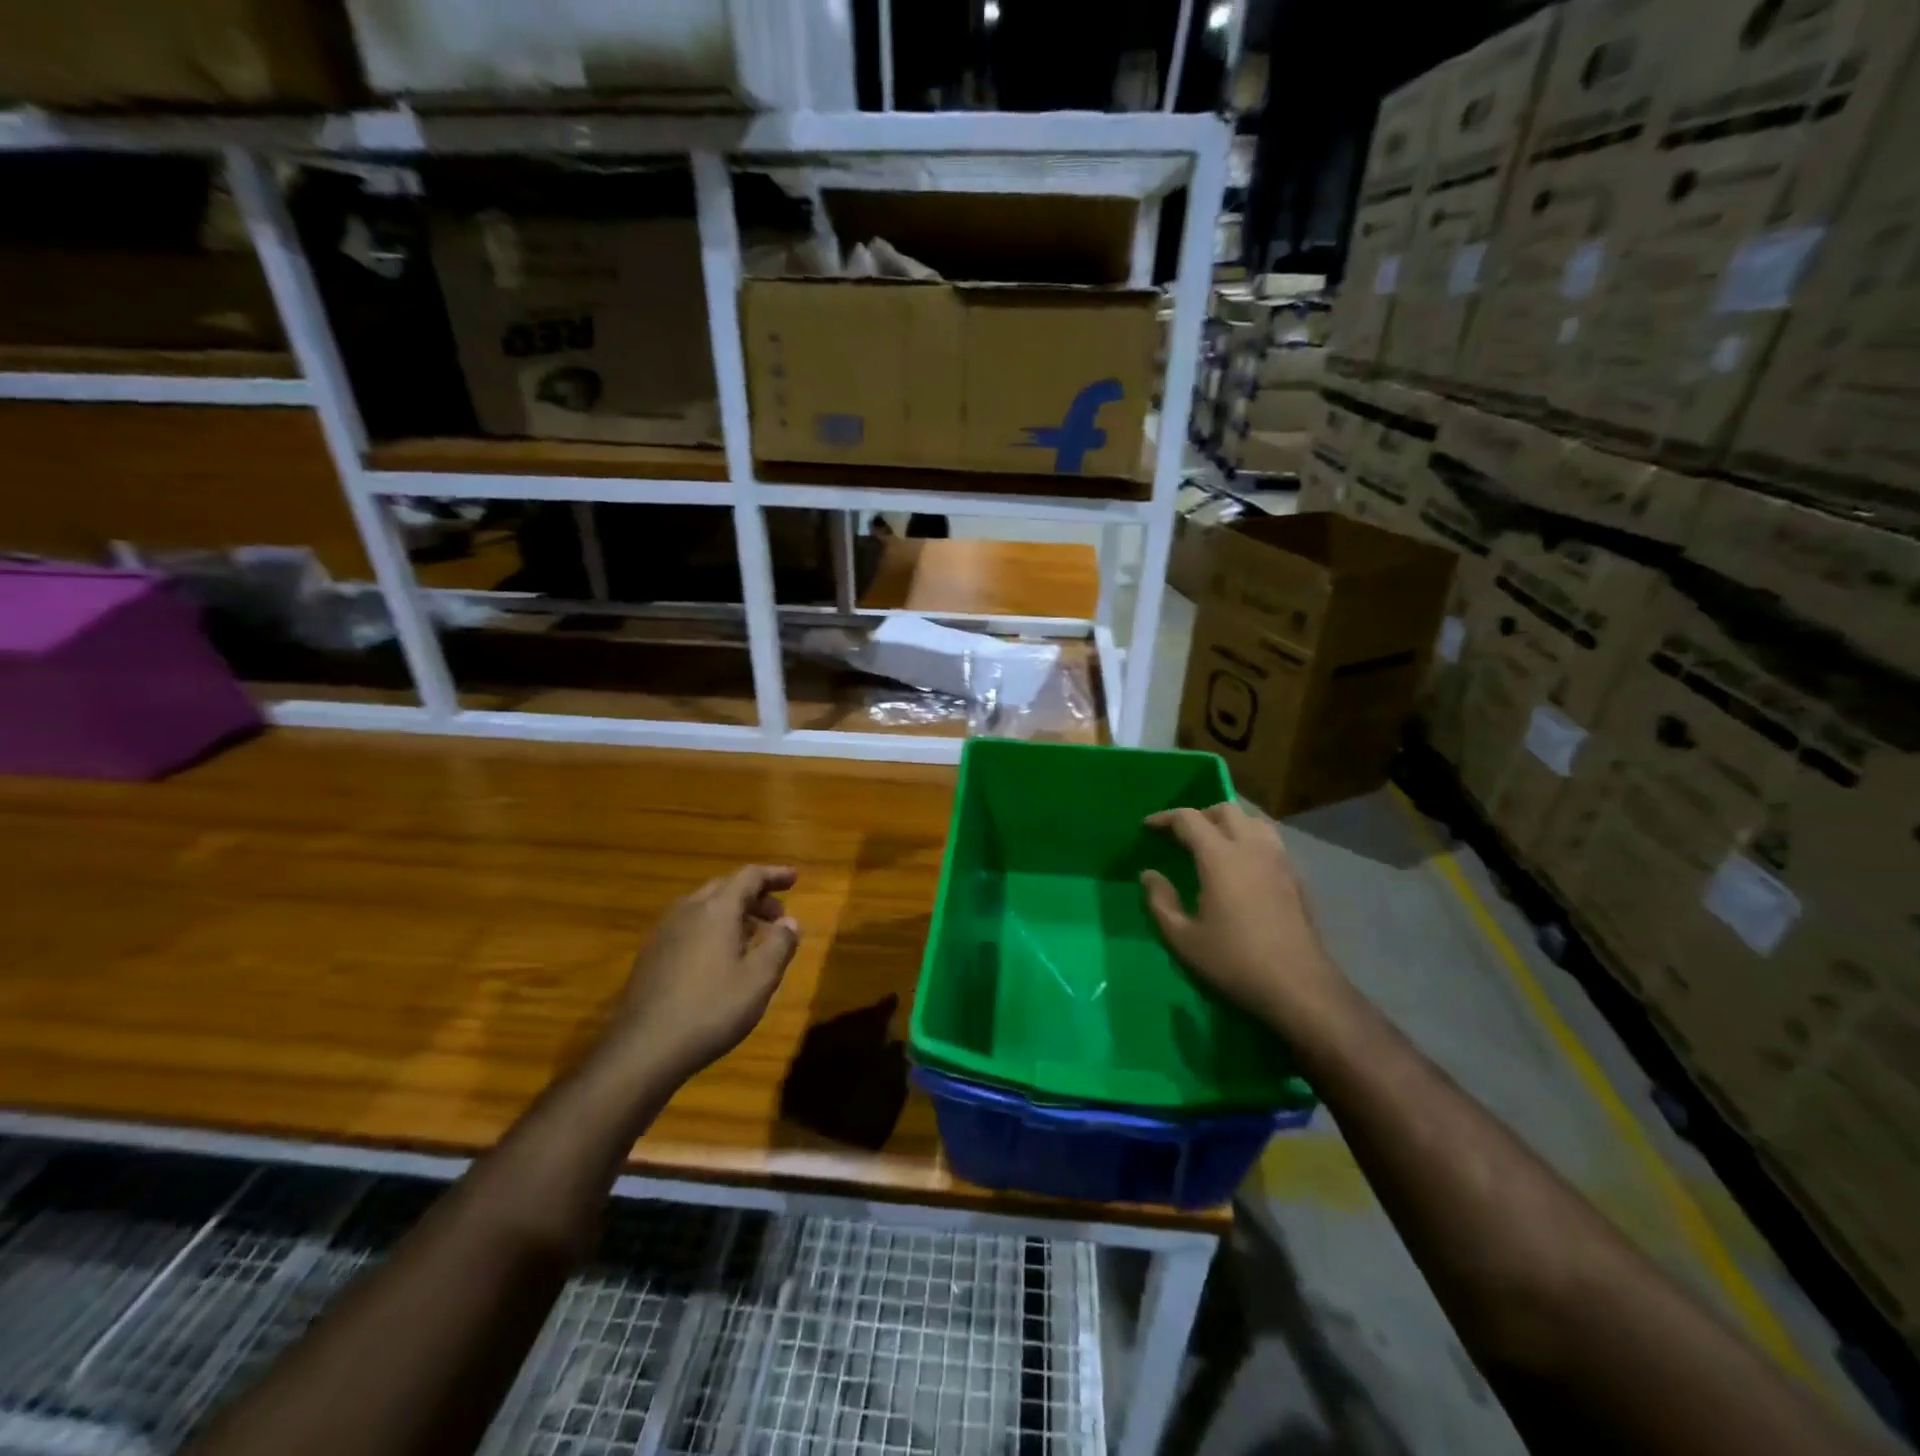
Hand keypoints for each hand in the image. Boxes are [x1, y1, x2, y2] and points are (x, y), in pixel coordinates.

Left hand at [607, 865, 801, 1080]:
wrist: (643, 1049)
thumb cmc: (710, 1009)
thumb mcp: (759, 979)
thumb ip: (780, 944)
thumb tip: (791, 922)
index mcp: (716, 909)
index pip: (749, 876)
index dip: (774, 875)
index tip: (794, 878)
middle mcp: (688, 910)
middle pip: (726, 887)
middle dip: (756, 895)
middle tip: (779, 913)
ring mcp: (665, 931)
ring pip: (705, 906)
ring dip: (734, 912)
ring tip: (755, 935)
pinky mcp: (652, 953)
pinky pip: (690, 925)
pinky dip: (714, 927)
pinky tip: (722, 956)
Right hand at [1139, 803, 1349, 1033]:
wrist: (1299, 988)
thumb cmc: (1234, 962)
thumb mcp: (1183, 938)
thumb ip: (1160, 901)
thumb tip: (1149, 875)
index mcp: (1220, 857)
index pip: (1189, 819)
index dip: (1165, 818)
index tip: (1148, 827)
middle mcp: (1252, 848)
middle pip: (1226, 810)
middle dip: (1199, 815)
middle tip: (1181, 835)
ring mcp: (1280, 861)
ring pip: (1254, 820)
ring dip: (1230, 822)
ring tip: (1213, 843)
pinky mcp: (1296, 878)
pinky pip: (1270, 841)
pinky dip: (1250, 839)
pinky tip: (1242, 866)